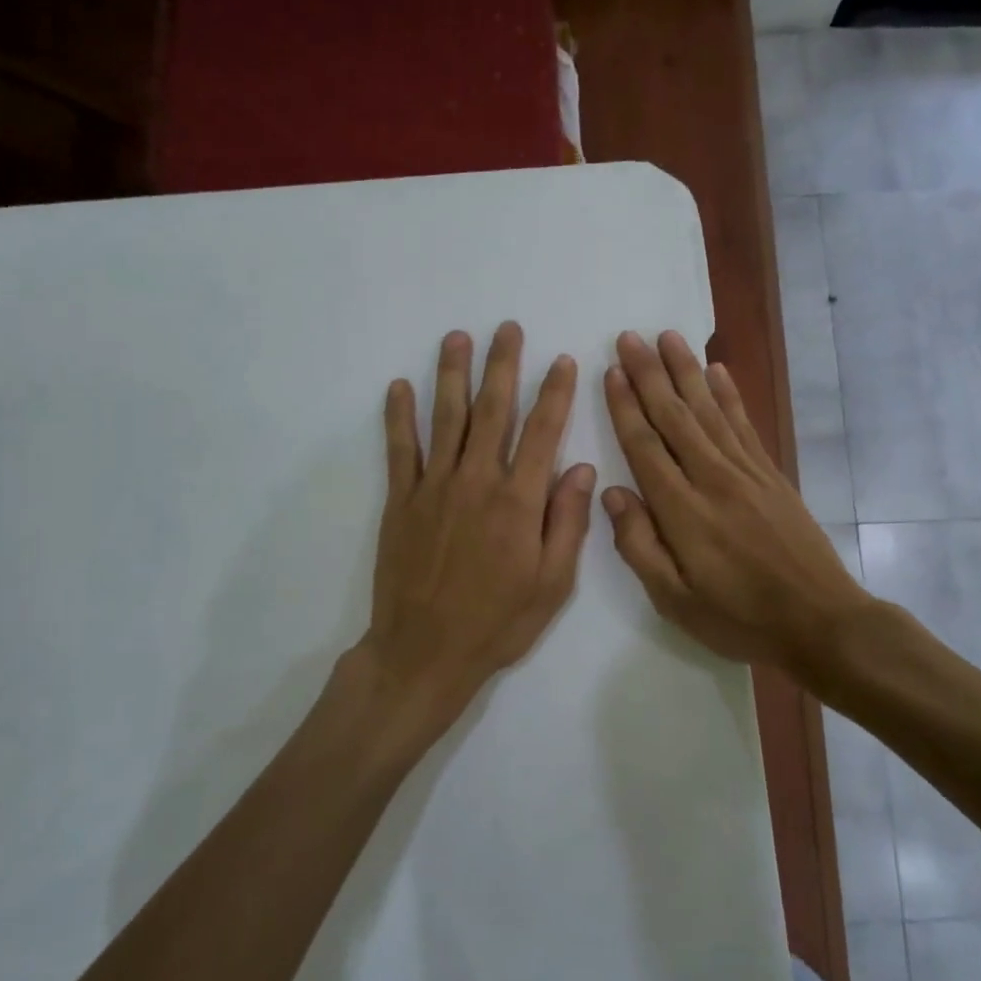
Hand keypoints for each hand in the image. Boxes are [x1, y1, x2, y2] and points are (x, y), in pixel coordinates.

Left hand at [347, 322, 595, 756]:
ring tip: (456, 338)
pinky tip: (399, 386)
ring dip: (452, 375)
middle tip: (507, 328)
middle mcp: (477, 481)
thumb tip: (581, 469)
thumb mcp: (552, 584)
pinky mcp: (400, 501)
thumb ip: (567, 522)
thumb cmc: (497, 623)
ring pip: (446, 418)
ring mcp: (433, 488)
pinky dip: (399, 416)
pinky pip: (400, 450)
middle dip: (503, 365)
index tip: (561, 360)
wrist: (424, 653)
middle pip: (493, 411)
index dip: (554, 393)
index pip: (542, 432)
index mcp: (519, 501)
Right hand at [601, 330, 875, 670]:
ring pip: (709, 409)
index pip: (645, 445)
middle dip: (649, 374)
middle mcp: (712, 477)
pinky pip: (744, 423)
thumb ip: (639, 545)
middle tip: (630, 336)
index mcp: (682, 510)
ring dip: (686, 370)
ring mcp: (746, 471)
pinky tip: (719, 369)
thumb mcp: (675, 600)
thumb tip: (612, 493)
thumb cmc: (739, 617)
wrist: (819, 620)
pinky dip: (729, 394)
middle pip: (674, 415)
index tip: (611, 370)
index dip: (625, 406)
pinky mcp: (770, 474)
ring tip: (668, 336)